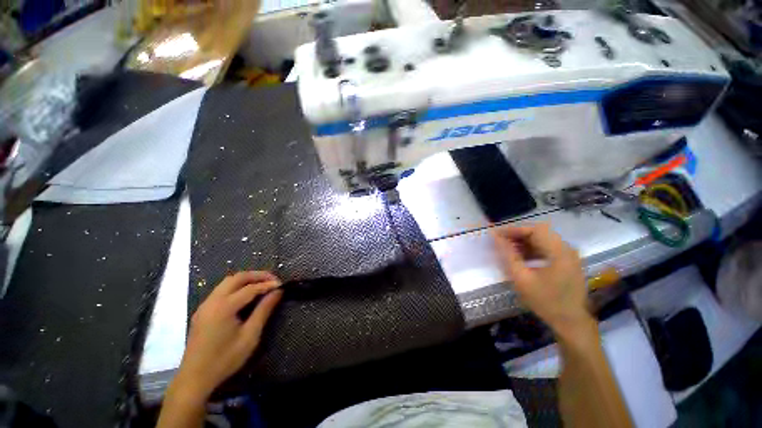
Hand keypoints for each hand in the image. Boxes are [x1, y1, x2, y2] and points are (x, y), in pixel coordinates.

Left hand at [174, 271, 282, 398]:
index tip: (282, 285)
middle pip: (237, 278)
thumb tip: (277, 292)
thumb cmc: (225, 359)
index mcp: (224, 307)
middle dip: (257, 275)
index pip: (250, 288)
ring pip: (228, 282)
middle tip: (273, 279)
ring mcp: (205, 305)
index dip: (268, 285)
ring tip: (262, 283)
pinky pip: (221, 290)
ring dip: (247, 279)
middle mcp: (212, 301)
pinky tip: (246, 294)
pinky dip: (237, 286)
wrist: (194, 378)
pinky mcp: (203, 311)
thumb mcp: (250, 336)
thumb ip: (264, 311)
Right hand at [493, 223, 593, 337]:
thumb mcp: (522, 279)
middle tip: (500, 240)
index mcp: (559, 253)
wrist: (571, 322)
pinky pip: (547, 247)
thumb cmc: (545, 301)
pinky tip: (520, 256)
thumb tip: (495, 237)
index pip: (535, 230)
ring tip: (507, 248)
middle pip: (539, 232)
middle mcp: (567, 249)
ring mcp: (569, 255)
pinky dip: (532, 248)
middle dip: (518, 234)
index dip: (514, 229)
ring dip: (524, 241)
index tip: (497, 234)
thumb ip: (508, 255)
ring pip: (542, 239)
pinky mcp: (567, 261)